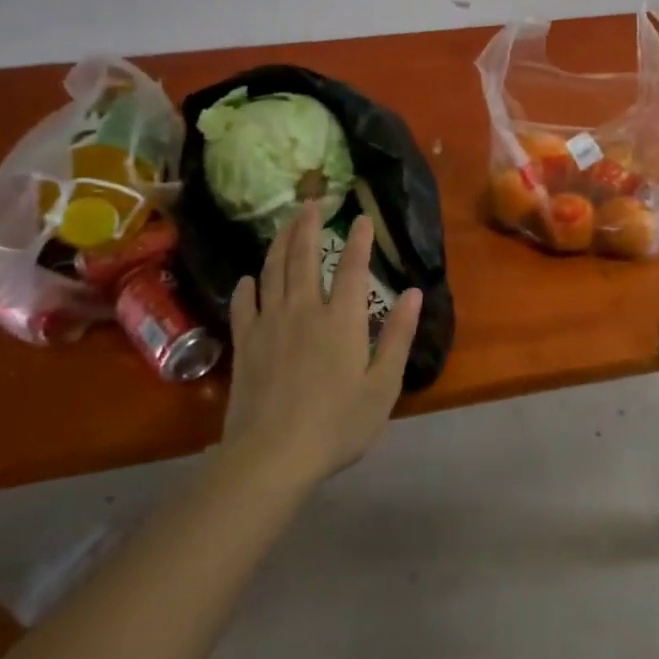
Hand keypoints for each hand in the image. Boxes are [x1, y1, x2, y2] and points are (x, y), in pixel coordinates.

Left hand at [220, 201, 422, 485]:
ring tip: (286, 223)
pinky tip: (249, 278)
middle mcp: (304, 310)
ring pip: (273, 272)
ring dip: (280, 243)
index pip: (352, 267)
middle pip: (304, 257)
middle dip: (309, 226)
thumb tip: (413, 293)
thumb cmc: (337, 424)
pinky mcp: (246, 344)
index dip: (358, 240)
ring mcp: (270, 325)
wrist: (271, 457)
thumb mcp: (382, 386)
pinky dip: (248, 287)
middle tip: (312, 201)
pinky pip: (244, 305)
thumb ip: (398, 336)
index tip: (360, 217)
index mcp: (341, 319)